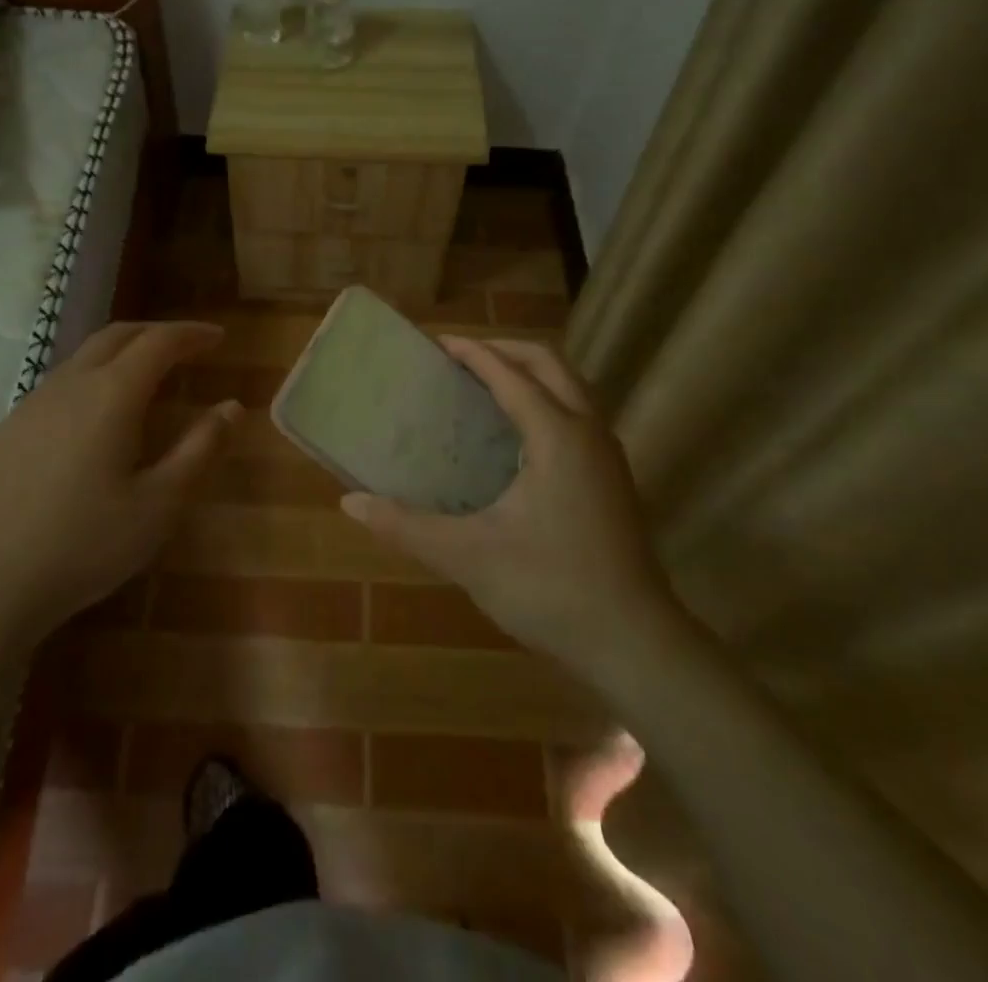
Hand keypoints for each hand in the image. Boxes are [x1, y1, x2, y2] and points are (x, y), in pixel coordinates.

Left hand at [0, 322, 240, 660]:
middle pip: (116, 336)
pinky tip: (93, 419)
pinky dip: (90, 380)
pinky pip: (57, 386)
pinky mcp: (5, 431)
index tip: (217, 337)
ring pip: (82, 359)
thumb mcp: (159, 505)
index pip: (158, 342)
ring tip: (145, 378)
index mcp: (111, 395)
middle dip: (156, 333)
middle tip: (186, 346)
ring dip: (120, 354)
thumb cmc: (84, 545)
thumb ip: (200, 449)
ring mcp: (30, 406)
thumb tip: (232, 406)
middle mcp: (68, 386)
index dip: (191, 334)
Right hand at [342, 338, 674, 668]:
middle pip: (550, 364)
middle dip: (505, 350)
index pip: (509, 374)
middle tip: (462, 357)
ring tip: (487, 387)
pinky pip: (578, 415)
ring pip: (571, 388)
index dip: (472, 353)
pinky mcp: (614, 480)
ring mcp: (607, 456)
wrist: (636, 644)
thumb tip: (351, 503)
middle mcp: (588, 432)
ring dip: (530, 374)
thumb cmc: (551, 589)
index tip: (437, 343)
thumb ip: (406, 526)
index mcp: (557, 435)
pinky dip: (546, 401)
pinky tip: (518, 437)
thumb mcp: (468, 556)